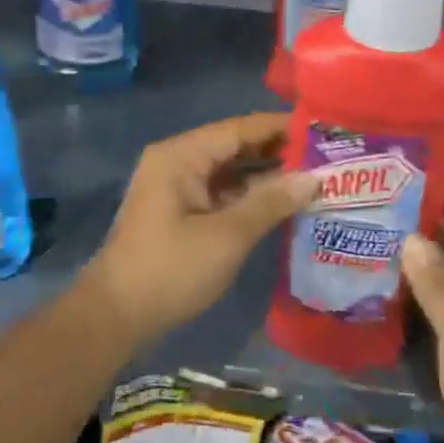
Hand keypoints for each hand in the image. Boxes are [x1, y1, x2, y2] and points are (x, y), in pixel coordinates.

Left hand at [81, 113, 319, 349]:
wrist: (116, 315)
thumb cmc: (170, 270)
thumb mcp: (227, 236)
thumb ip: (271, 202)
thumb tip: (314, 177)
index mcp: (181, 155)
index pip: (239, 128)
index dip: (281, 127)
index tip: (323, 128)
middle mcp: (177, 161)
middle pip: (234, 145)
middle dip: (278, 151)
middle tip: (327, 156)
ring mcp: (176, 186)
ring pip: (229, 169)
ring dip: (266, 174)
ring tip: (314, 176)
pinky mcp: (180, 209)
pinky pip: (221, 190)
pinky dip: (249, 194)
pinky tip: (283, 202)